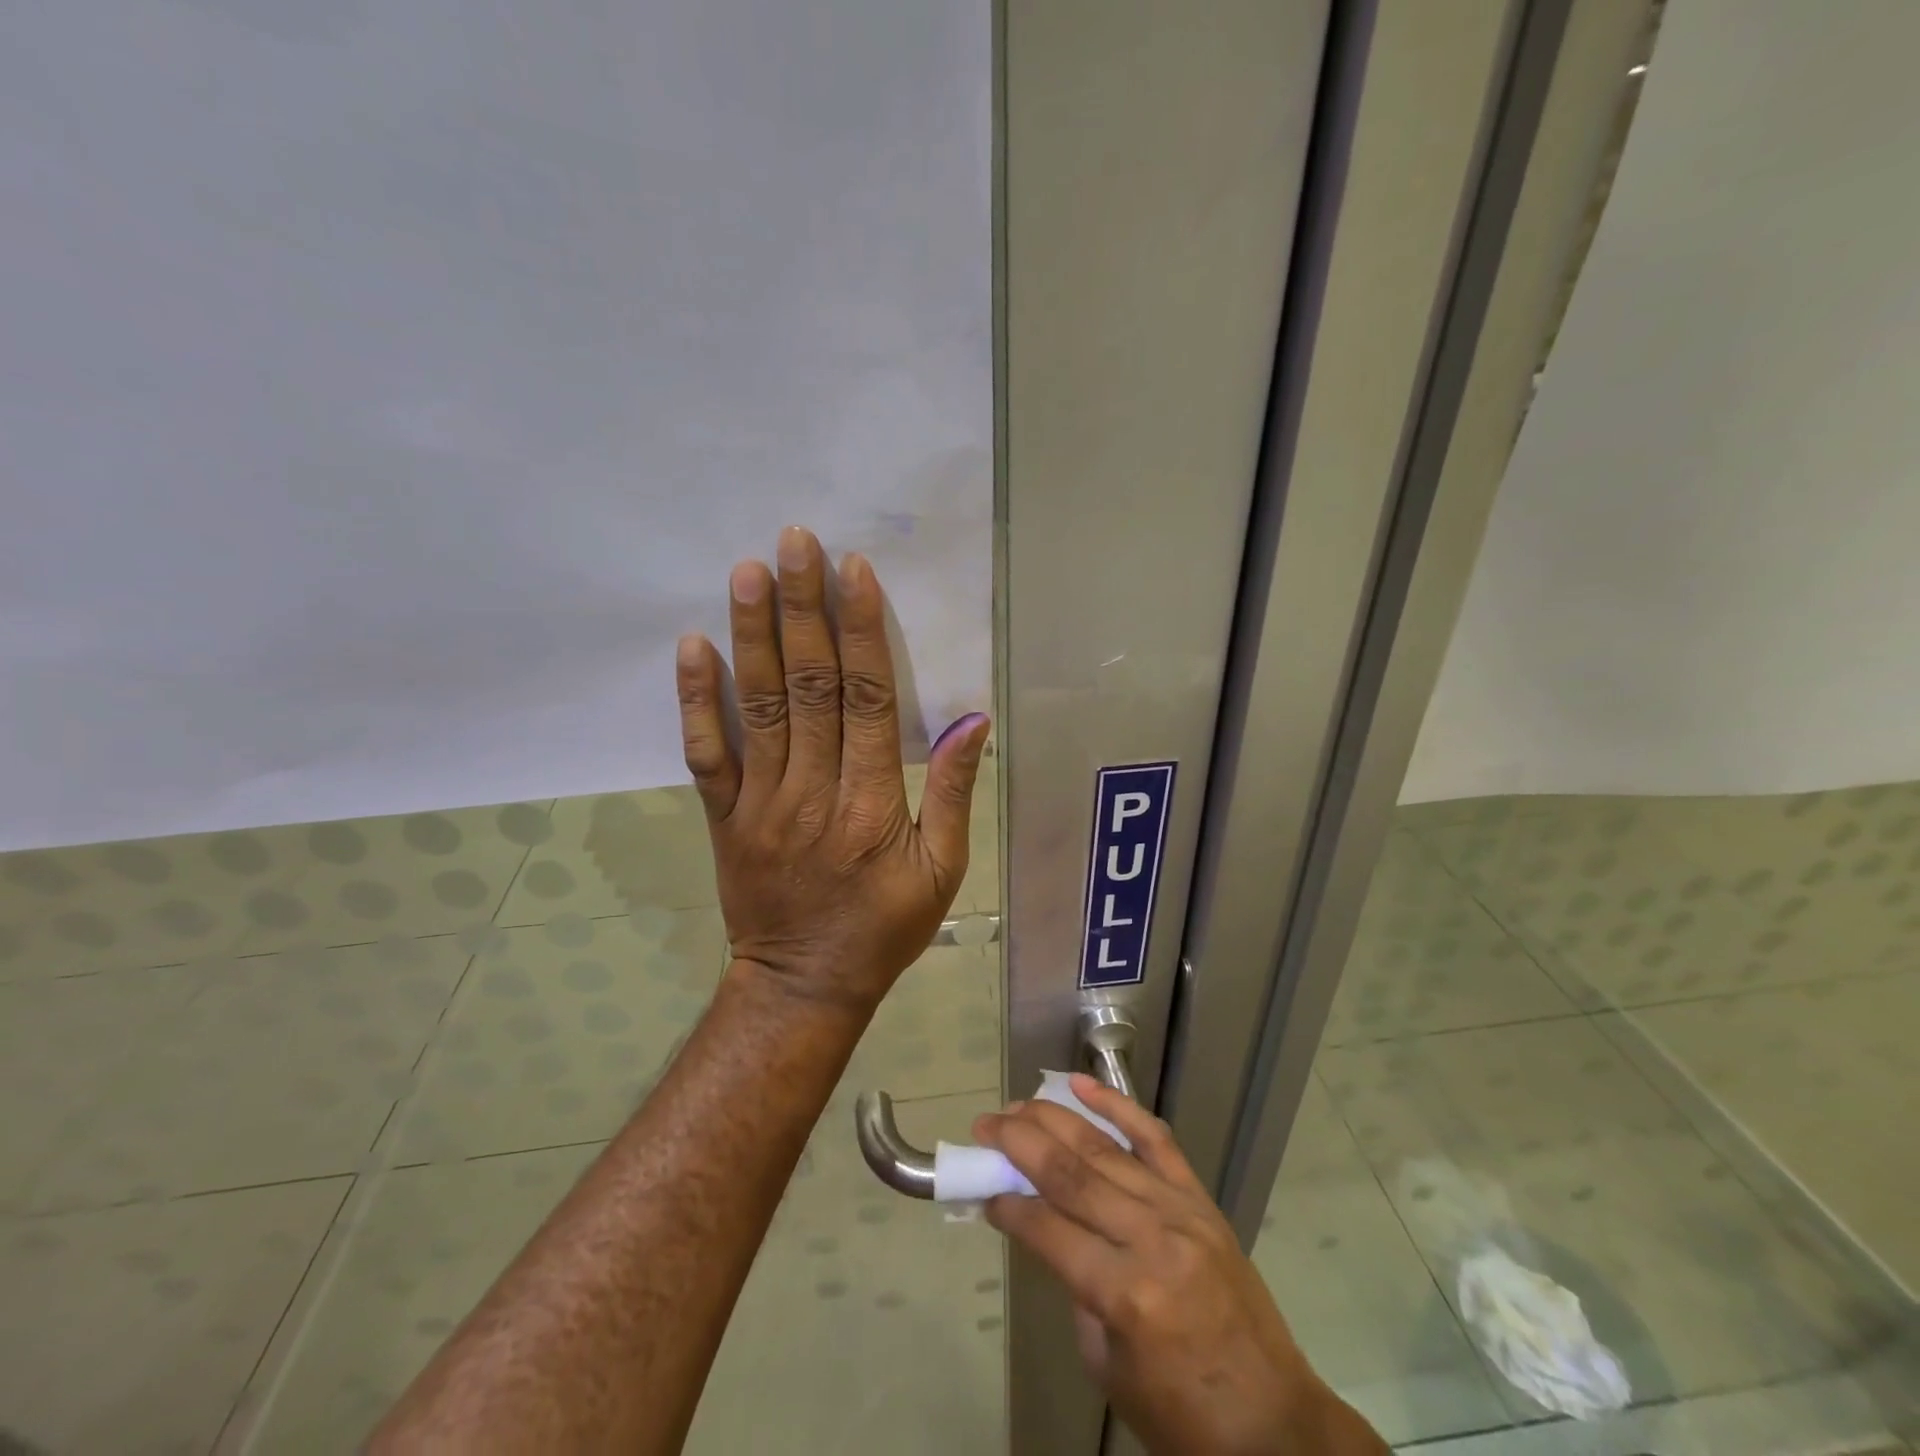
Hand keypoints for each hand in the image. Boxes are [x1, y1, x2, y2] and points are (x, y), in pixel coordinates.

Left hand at [674, 525, 990, 1011]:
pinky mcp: (724, 817)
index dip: (862, 631)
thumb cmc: (883, 929)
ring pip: (758, 706)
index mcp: (872, 804)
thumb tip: (971, 722)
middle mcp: (814, 791)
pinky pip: (707, 754)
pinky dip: (697, 701)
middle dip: (804, 609)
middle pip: (809, 686)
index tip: (855, 572)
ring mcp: (760, 802)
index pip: (866, 699)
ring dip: (753, 635)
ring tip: (747, 572)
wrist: (802, 985)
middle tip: (795, 544)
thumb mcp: (942, 872)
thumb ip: (952, 794)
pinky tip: (693, 647)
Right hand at [975, 1076, 1383, 1455]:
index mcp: (1126, 1294)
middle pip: (1071, 1173)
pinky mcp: (1200, 1198)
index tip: (981, 1187)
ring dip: (1053, 1119)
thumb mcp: (1110, 1370)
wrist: (1276, 1425)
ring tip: (1016, 1105)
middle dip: (1019, 1143)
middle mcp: (1151, 1238)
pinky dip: (1116, 1105)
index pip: (1049, 1229)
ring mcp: (1179, 1210)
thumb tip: (1051, 1228)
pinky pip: (1155, 1138)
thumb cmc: (1184, 1417)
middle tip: (985, 1125)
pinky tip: (1081, 1084)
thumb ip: (1077, 1290)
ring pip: (1104, 1148)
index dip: (1009, 1205)